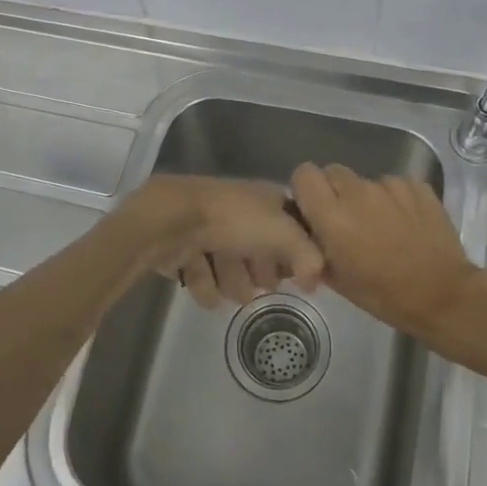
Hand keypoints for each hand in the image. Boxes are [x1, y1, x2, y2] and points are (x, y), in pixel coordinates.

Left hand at [123, 175, 323, 307]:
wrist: (172, 219)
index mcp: (266, 200)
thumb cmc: (232, 220)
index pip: (292, 231)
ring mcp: (211, 232)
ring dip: (231, 283)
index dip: (295, 254)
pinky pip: (205, 281)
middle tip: (258, 278)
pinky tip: (201, 281)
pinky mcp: (186, 252)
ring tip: (225, 281)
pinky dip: (204, 285)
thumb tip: (314, 282)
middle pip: (262, 256)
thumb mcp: (283, 232)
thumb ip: (309, 256)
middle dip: (260, 274)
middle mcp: (241, 214)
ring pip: (233, 273)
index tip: (295, 273)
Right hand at [289, 164, 486, 347]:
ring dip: (366, 197)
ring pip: (365, 180)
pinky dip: (395, 199)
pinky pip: (394, 184)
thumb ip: (316, 247)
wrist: (443, 295)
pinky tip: (406, 224)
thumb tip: (309, 231)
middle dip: (335, 191)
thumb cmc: (384, 295)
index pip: (304, 174)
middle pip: (333, 172)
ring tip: (383, 226)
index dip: (307, 189)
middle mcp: (357, 192)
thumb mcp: (337, 279)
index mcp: (332, 216)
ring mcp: (390, 185)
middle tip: (348, 219)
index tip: (315, 209)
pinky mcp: (417, 185)